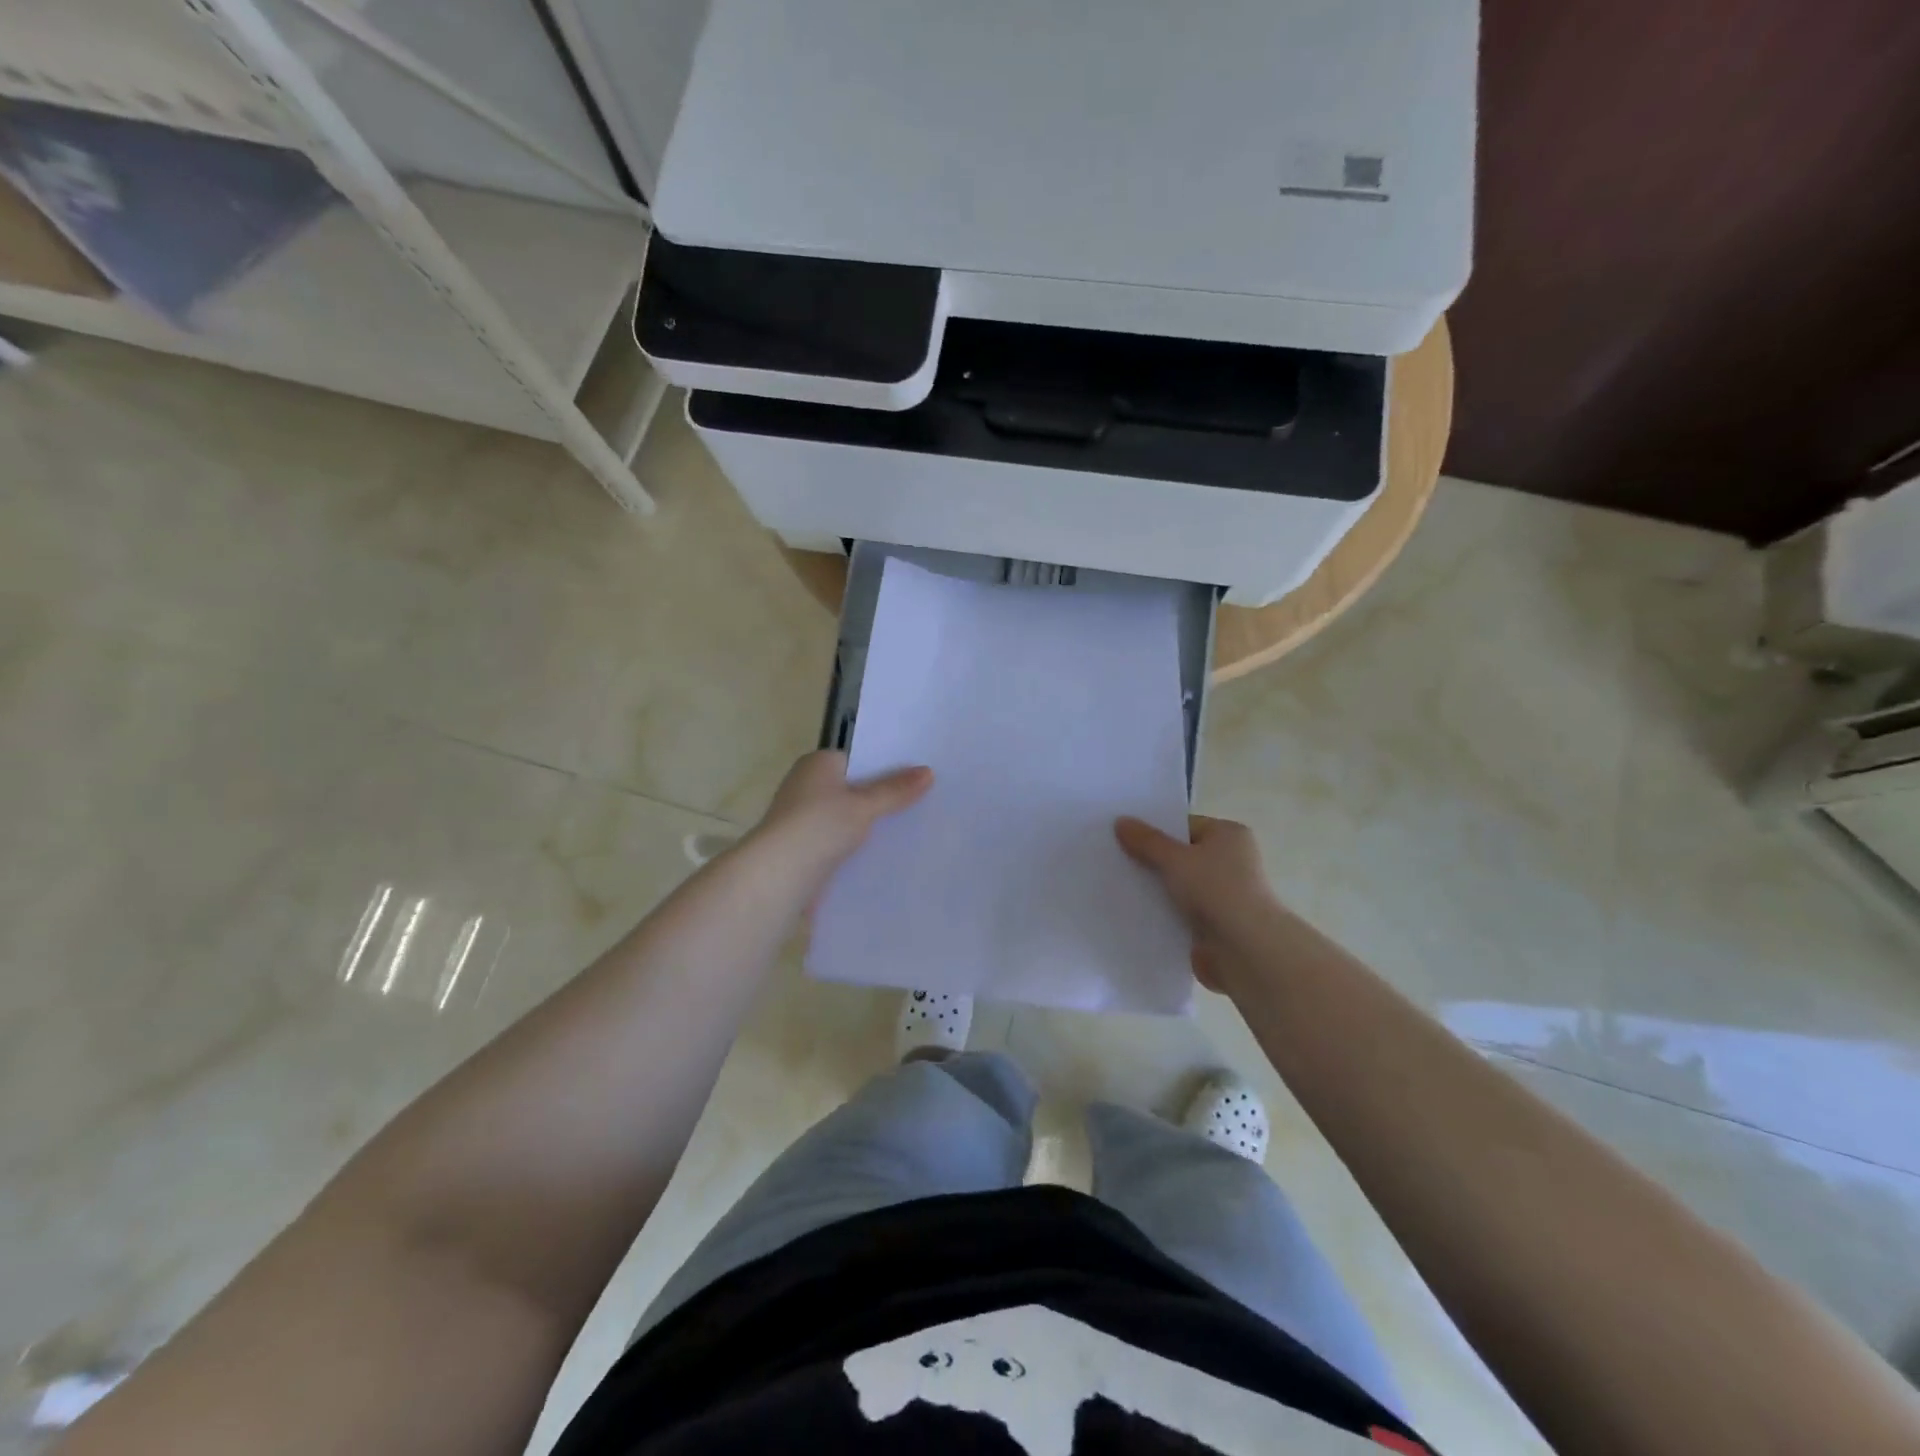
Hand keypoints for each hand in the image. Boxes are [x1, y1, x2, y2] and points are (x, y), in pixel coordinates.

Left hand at [750, 751, 932, 888]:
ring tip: (909, 829)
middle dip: (880, 797)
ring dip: (868, 824)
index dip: (885, 768)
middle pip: (852, 788)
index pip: (857, 759)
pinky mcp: (803, 846)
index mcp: (817, 764)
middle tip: (920, 803)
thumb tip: (928, 771)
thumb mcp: (864, 805)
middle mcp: (806, 785)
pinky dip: (856, 844)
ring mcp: (802, 817)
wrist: (779, 874)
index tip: (915, 778)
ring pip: (846, 816)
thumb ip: (895, 790)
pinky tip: (882, 854)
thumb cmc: (820, 826)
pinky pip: (838, 839)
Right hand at [1115, 815, 1280, 991]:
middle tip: (1116, 860)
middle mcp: (1231, 861)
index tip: (1123, 836)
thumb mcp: (1174, 858)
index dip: (1155, 830)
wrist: (1245, 949)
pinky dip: (1164, 913)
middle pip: (1181, 855)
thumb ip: (1146, 841)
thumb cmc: (1215, 890)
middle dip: (1152, 860)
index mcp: (1229, 835)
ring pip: (1180, 886)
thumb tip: (1121, 821)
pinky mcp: (1216, 924)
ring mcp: (1224, 895)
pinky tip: (1136, 913)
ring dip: (1157, 889)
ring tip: (1119, 886)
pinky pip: (1182, 912)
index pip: (1185, 826)